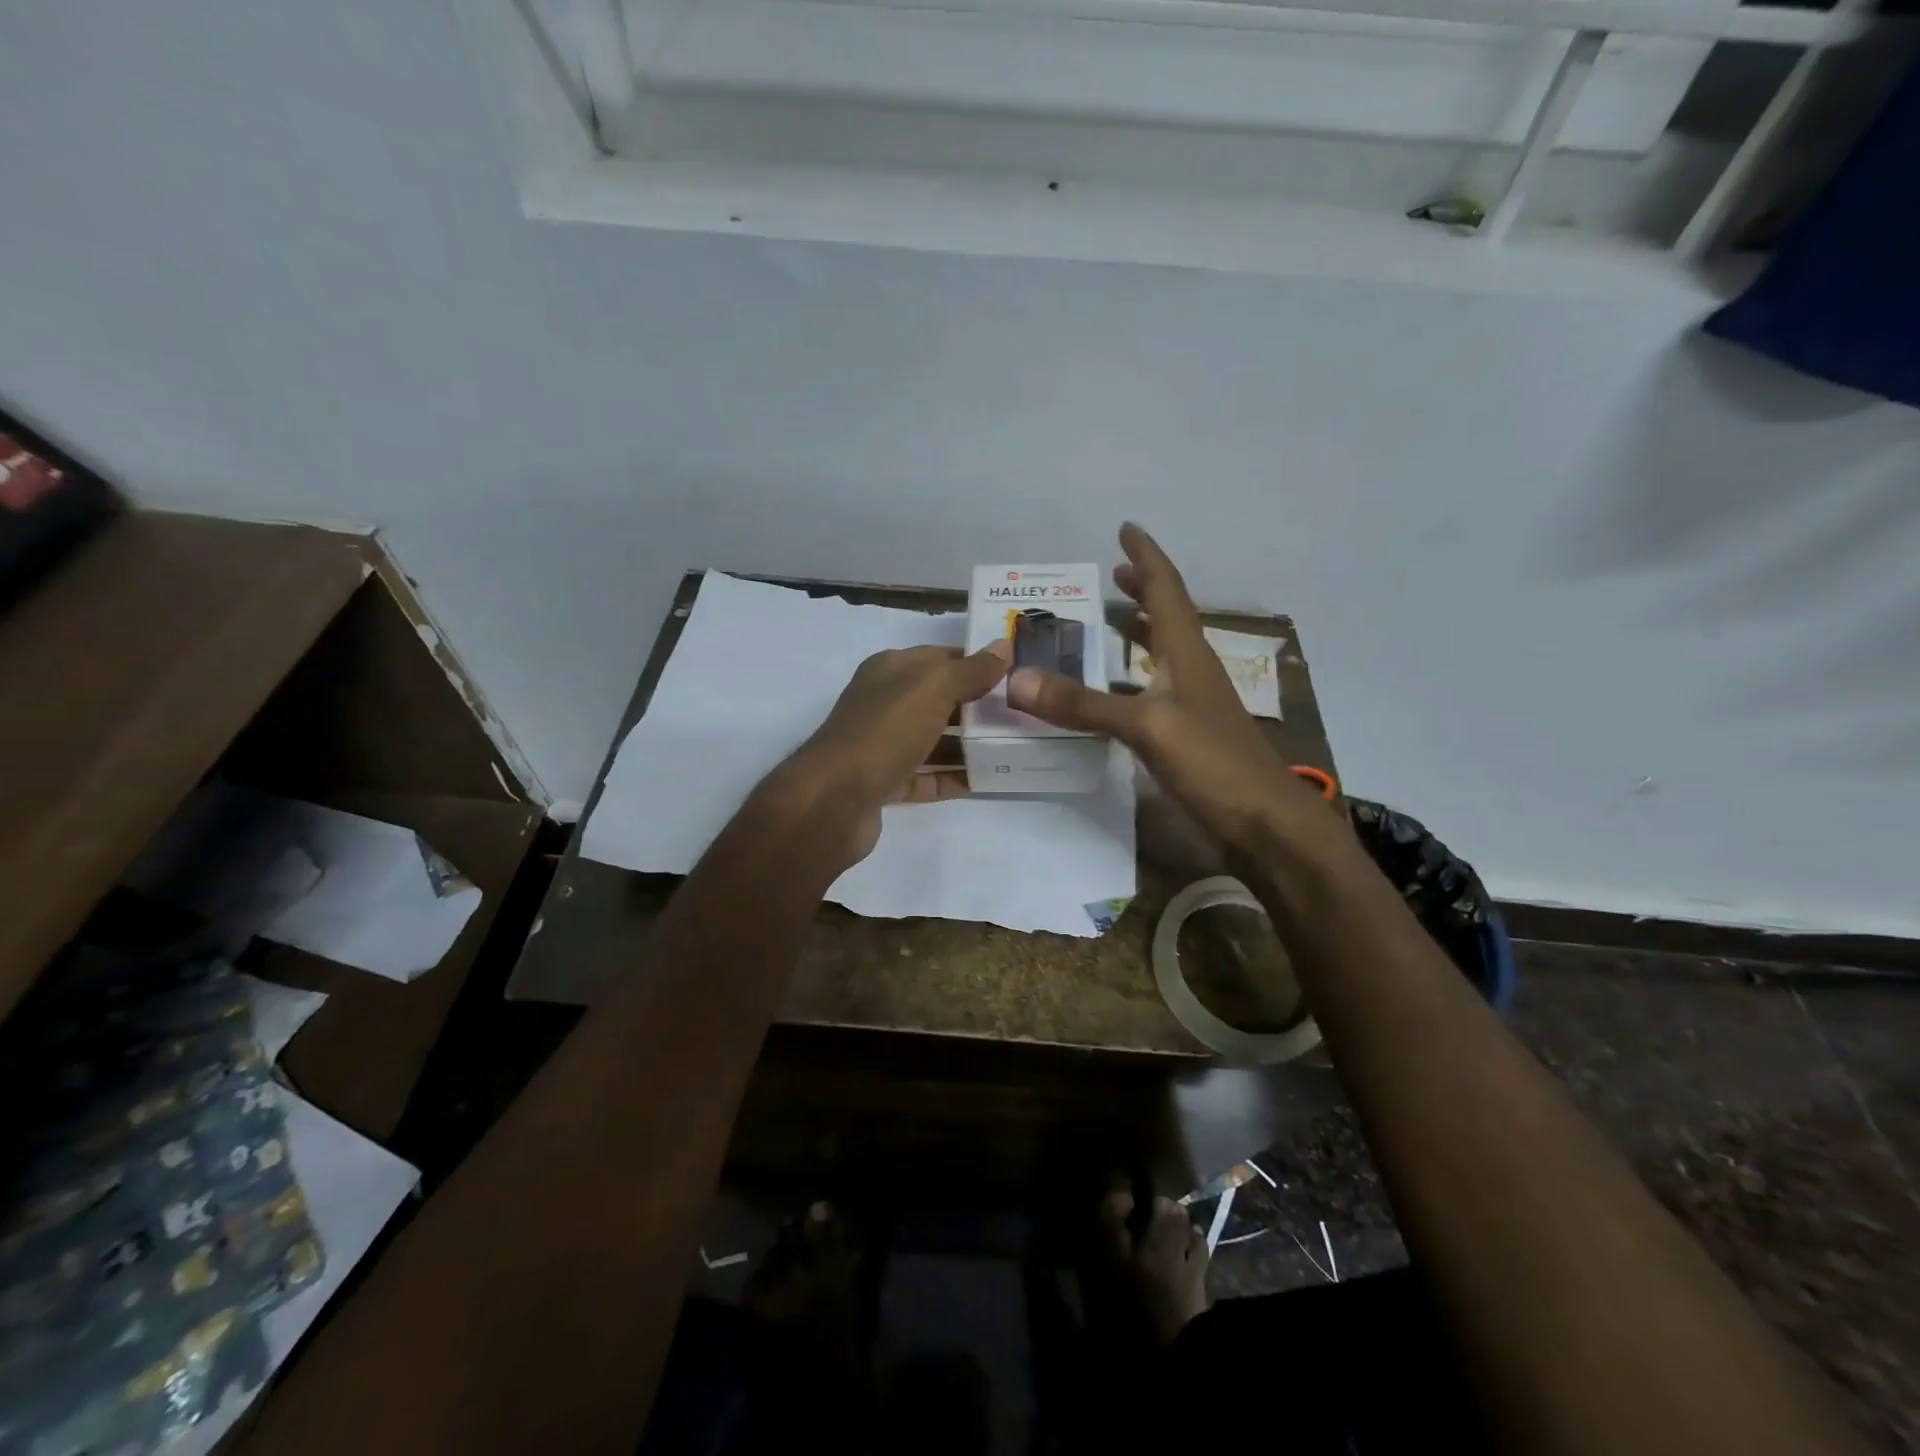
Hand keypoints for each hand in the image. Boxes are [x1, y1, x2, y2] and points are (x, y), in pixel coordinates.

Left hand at [765, 641, 1011, 872]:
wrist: (834, 800)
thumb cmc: (885, 731)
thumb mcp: (933, 689)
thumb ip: (971, 670)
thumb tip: (1004, 646)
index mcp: (891, 671)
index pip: (942, 657)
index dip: (978, 662)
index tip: (1018, 673)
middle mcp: (885, 703)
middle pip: (940, 700)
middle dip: (980, 706)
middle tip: (1024, 714)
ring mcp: (883, 745)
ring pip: (935, 740)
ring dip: (970, 745)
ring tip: (1014, 749)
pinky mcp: (885, 783)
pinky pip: (927, 777)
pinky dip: (954, 778)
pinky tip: (988, 781)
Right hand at [1005, 523, 1329, 856]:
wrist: (1265, 824)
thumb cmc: (1214, 764)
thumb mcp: (1146, 728)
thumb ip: (1083, 704)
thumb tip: (1017, 679)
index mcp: (1187, 654)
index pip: (1166, 590)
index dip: (1147, 558)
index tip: (1126, 529)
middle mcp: (1192, 670)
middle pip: (1169, 616)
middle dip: (1143, 590)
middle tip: (1114, 573)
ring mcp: (1194, 704)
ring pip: (1165, 652)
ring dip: (1141, 629)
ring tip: (1113, 618)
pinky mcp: (1189, 735)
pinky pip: (1156, 688)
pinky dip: (1135, 675)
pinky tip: (1119, 689)